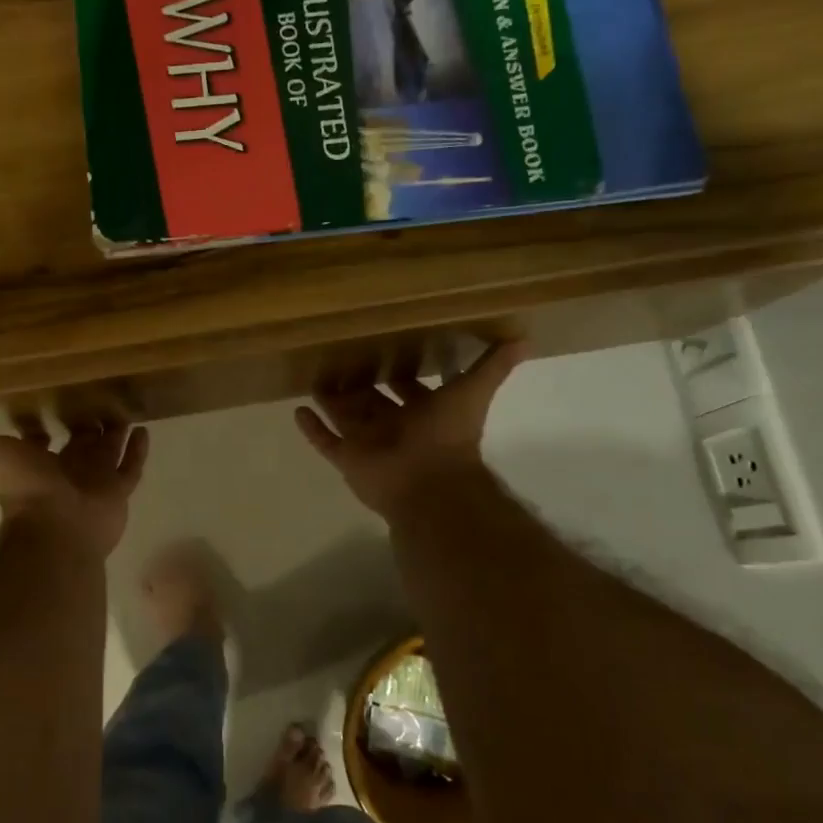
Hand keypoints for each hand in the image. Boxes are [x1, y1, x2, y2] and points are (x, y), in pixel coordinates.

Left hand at [0, 414, 148, 557]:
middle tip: (96, 399)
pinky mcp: (119, 491)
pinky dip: (138, 451)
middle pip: (81, 443)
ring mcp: (96, 482)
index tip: (46, 410)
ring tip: (125, 410)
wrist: (57, 527)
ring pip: (109, 452)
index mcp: (40, 463)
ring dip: (115, 434)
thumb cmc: (25, 489)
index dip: (41, 429)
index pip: (42, 442)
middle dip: (86, 425)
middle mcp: (69, 470)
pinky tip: (145, 429)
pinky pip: (132, 468)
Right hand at [295, 341, 520, 519]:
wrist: (429, 484)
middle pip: (373, 401)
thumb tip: (526, 338)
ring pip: (346, 418)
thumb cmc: (449, 435)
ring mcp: (369, 443)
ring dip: (332, 401)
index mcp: (423, 412)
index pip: (410, 388)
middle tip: (341, 358)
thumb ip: (493, 367)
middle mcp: (395, 427)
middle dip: (360, 384)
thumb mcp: (473, 392)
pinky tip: (296, 410)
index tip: (386, 348)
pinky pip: (326, 441)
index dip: (401, 372)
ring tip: (314, 378)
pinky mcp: (348, 458)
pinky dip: (312, 428)